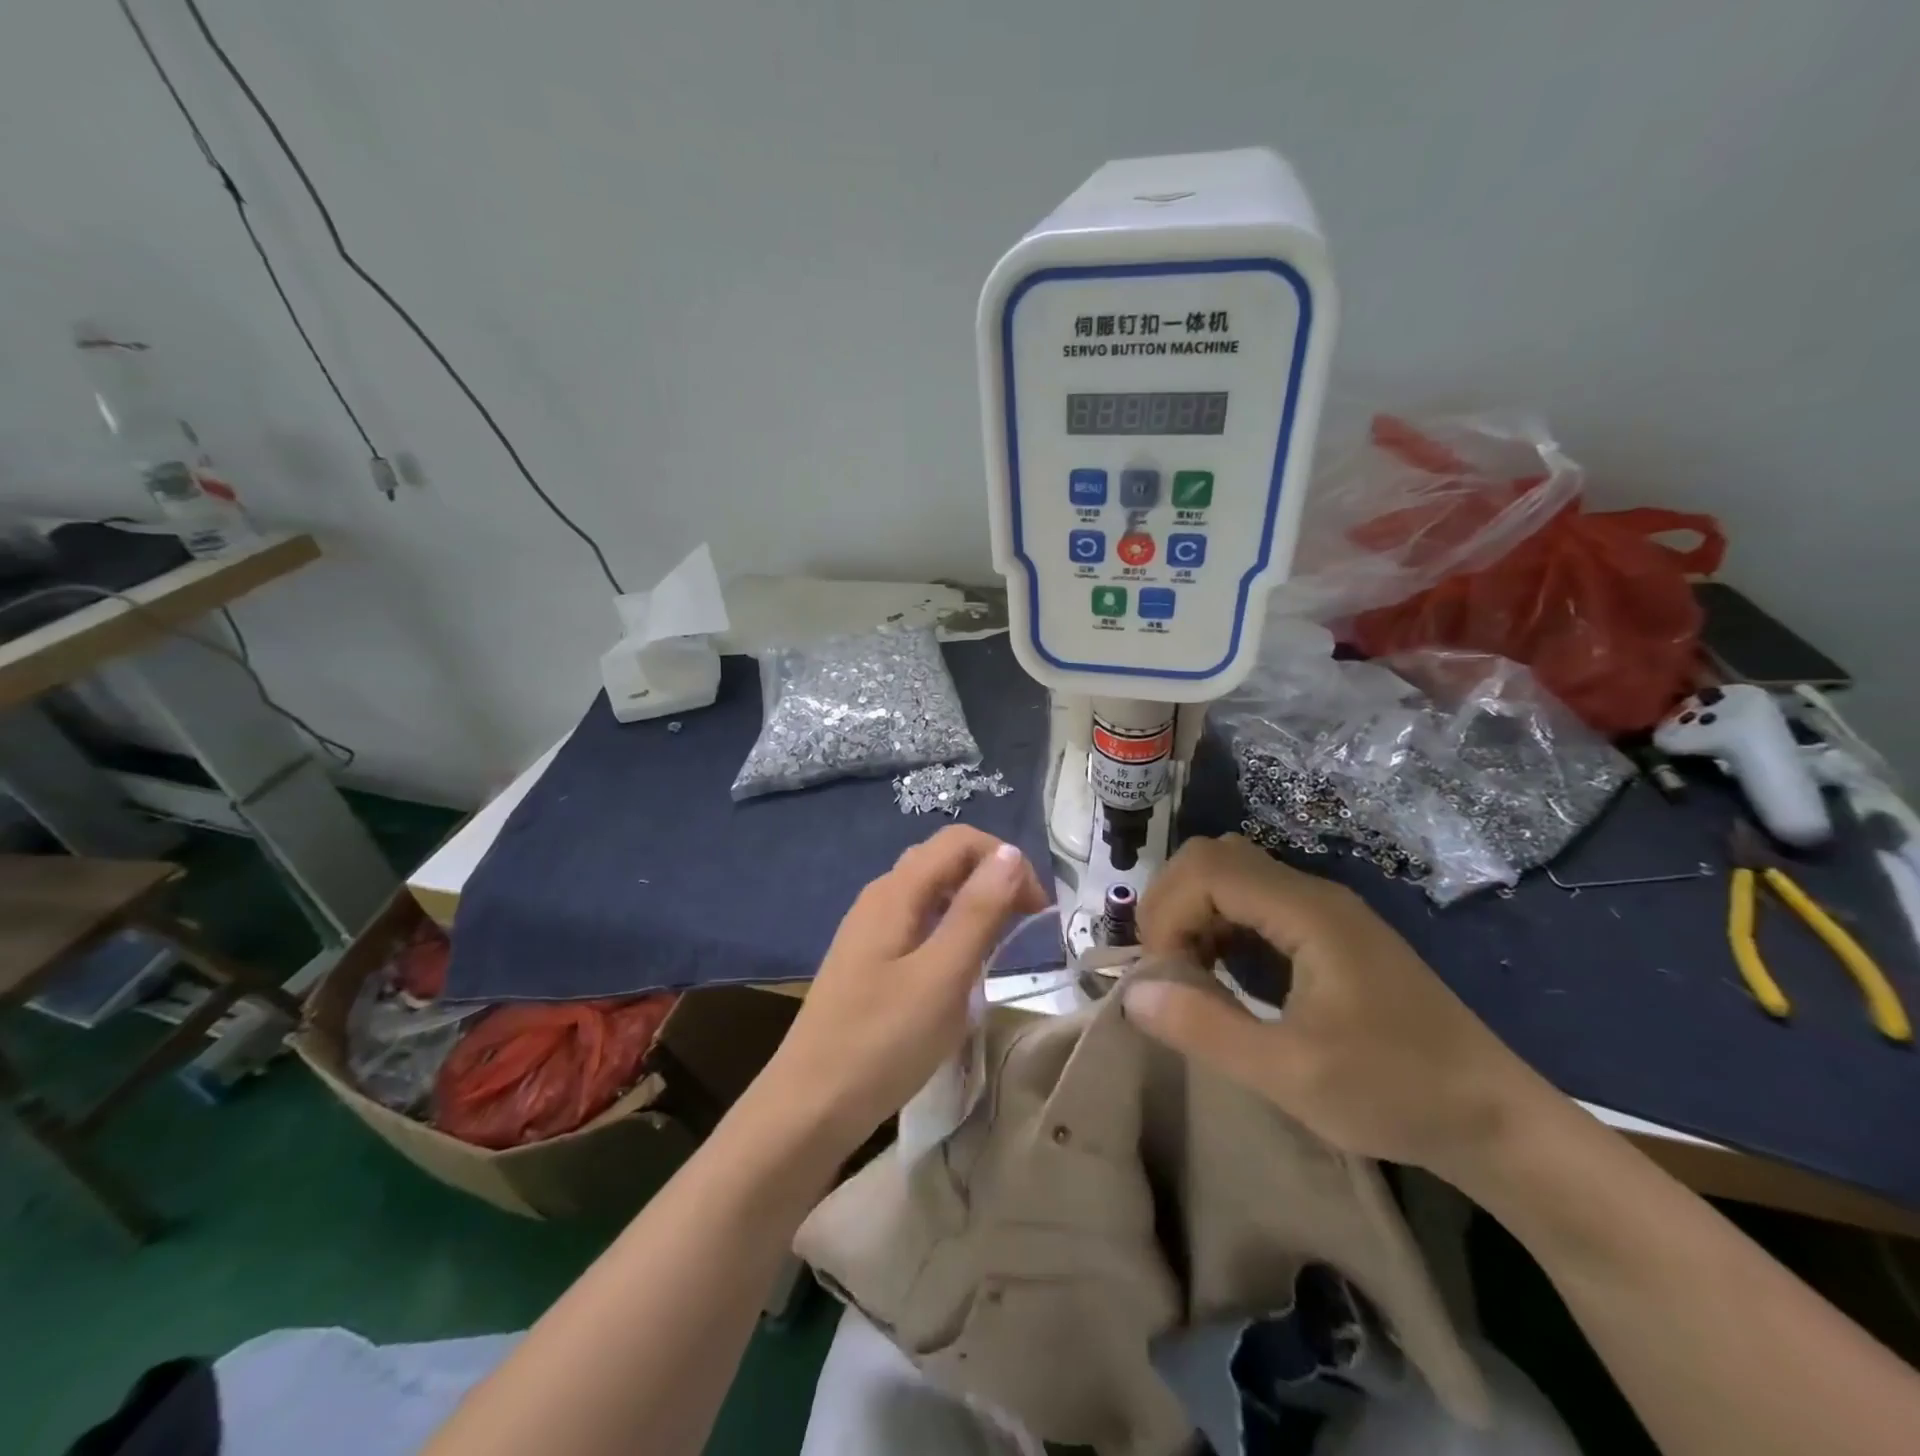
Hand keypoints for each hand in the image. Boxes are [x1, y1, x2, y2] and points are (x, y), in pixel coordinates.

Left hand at [762, 825, 1047, 1152]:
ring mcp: (869, 929)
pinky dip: (950, 931)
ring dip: (972, 906)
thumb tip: (1010, 853)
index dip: (1006, 861)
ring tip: (998, 947)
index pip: (959, 841)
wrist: (809, 1106)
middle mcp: (880, 897)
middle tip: (1023, 926)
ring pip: (931, 893)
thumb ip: (978, 911)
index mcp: (896, 891)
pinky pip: (918, 924)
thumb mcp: (942, 976)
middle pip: (944, 861)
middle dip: (991, 879)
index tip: (1036, 910)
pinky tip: (958, 970)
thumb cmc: (882, 1041)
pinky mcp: (868, 960)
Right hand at [1125, 834, 1548, 1179]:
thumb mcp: (1289, 1074)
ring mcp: (1325, 911)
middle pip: (1215, 859)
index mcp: (1307, 913)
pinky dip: (1221, 926)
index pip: (1206, 868)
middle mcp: (1314, 895)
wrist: (1496, 1120)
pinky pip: (1256, 903)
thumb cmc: (1395, 1093)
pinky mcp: (1330, 934)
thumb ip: (1204, 1027)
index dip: (1166, 910)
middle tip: (1166, 967)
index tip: (1162, 972)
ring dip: (1195, 914)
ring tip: (1189, 973)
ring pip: (1233, 876)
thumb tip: (1132, 991)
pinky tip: (1224, 975)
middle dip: (1173, 905)